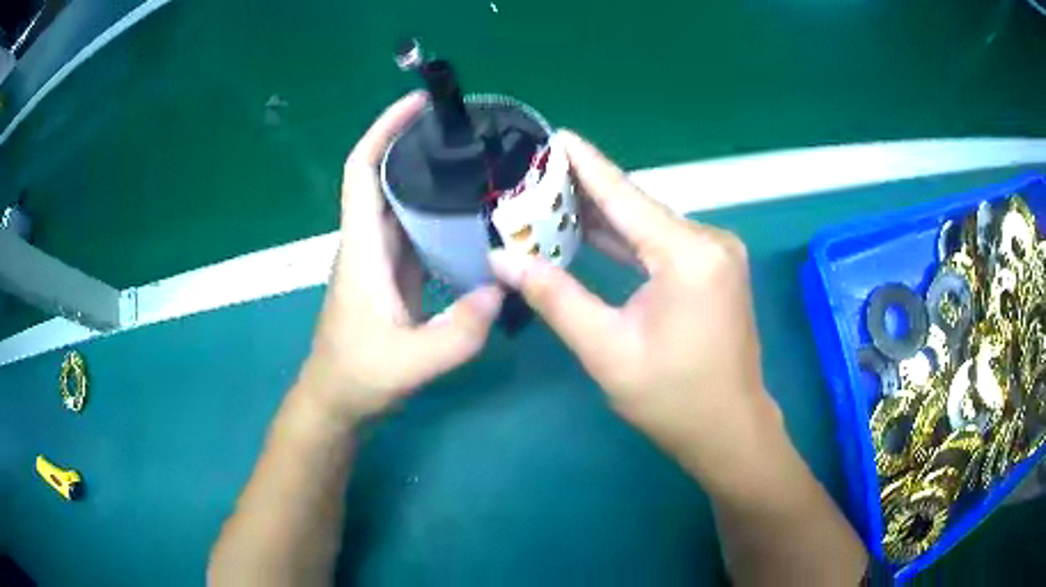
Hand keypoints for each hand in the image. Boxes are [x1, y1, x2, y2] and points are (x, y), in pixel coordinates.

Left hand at [303, 93, 503, 422]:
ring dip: (432, 176)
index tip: (417, 105)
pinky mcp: (395, 275)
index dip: (383, 131)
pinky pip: (417, 230)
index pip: (362, 172)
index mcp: (362, 249)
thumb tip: (502, 288)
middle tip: (468, 130)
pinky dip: (441, 213)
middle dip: (418, 144)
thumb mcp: (409, 363)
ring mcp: (382, 259)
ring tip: (479, 162)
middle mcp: (369, 243)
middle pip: (386, 176)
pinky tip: (474, 215)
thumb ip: (457, 333)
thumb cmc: (358, 377)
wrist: (337, 401)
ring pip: (403, 201)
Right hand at [488, 131, 782, 494]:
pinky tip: (592, 230)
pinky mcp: (714, 269)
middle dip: (586, 192)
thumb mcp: (606, 350)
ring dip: (604, 217)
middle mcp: (709, 242)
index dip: (587, 164)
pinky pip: (662, 244)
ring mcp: (716, 254)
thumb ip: (555, 298)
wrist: (729, 430)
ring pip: (649, 225)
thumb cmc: (672, 399)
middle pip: (637, 207)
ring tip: (551, 197)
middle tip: (535, 174)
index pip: (625, 197)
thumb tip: (503, 259)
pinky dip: (627, 240)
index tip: (556, 135)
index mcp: (688, 255)